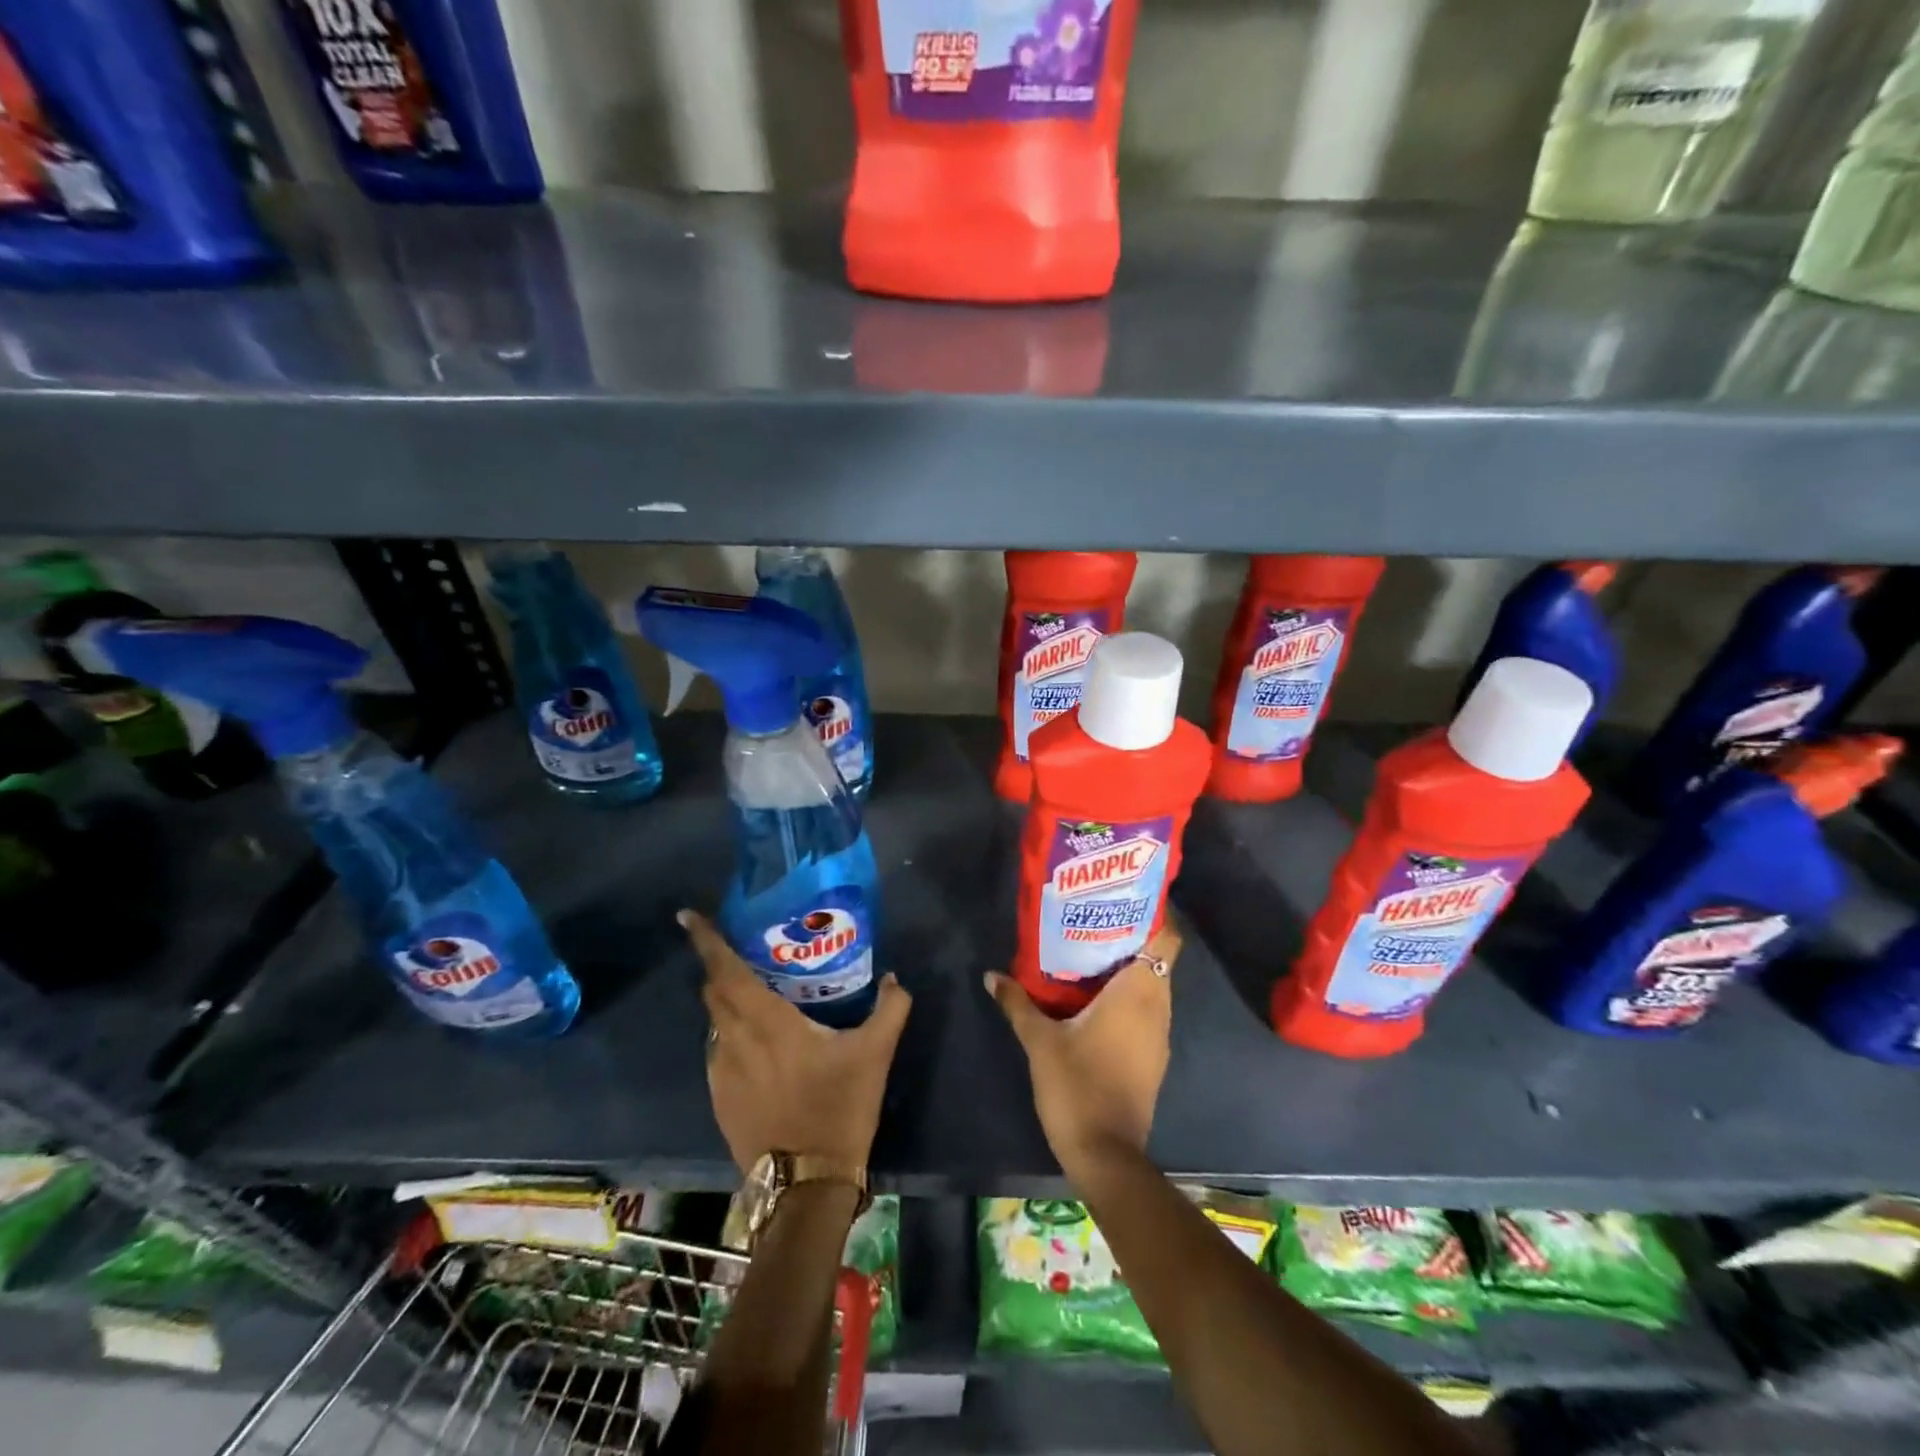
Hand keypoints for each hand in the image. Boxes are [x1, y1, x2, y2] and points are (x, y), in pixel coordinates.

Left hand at [682, 909, 911, 1173]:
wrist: (806, 1184)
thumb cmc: (838, 1108)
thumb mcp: (875, 1054)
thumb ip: (890, 1008)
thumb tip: (894, 978)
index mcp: (767, 1022)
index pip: (726, 971)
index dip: (707, 941)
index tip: (688, 916)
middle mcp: (735, 1041)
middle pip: (714, 991)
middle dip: (720, 965)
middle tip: (742, 948)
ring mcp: (721, 1072)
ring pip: (715, 1022)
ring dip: (726, 1000)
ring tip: (753, 992)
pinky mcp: (719, 1099)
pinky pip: (718, 1050)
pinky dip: (731, 1033)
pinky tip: (758, 1042)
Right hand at [985, 923, 1178, 1182]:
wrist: (1106, 1155)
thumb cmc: (1077, 1085)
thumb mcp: (1040, 1040)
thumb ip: (1017, 1002)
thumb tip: (992, 974)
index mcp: (1139, 992)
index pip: (1167, 939)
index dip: (1154, 914)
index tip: (1124, 898)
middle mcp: (1157, 1007)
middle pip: (1157, 958)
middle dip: (1130, 936)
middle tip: (1093, 919)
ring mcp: (1159, 1035)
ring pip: (1152, 986)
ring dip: (1128, 968)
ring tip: (1089, 951)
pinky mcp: (1153, 1057)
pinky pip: (1146, 1010)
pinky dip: (1128, 996)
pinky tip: (1095, 998)